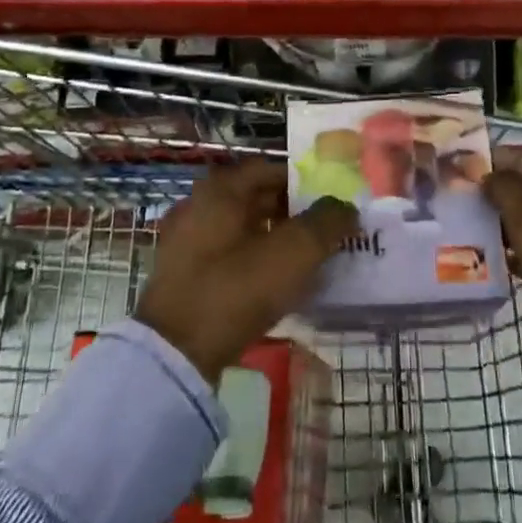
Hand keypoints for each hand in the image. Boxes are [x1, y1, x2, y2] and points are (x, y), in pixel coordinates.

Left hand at [135, 161, 357, 383]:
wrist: (175, 353)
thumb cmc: (236, 288)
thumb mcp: (294, 252)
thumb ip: (326, 222)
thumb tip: (345, 207)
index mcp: (221, 190)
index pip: (270, 170)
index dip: (303, 181)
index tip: (330, 200)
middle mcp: (199, 206)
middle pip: (255, 199)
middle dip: (292, 213)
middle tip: (325, 232)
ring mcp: (186, 242)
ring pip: (242, 230)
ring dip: (274, 239)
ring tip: (307, 261)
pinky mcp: (184, 276)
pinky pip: (228, 257)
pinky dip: (253, 262)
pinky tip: (275, 286)